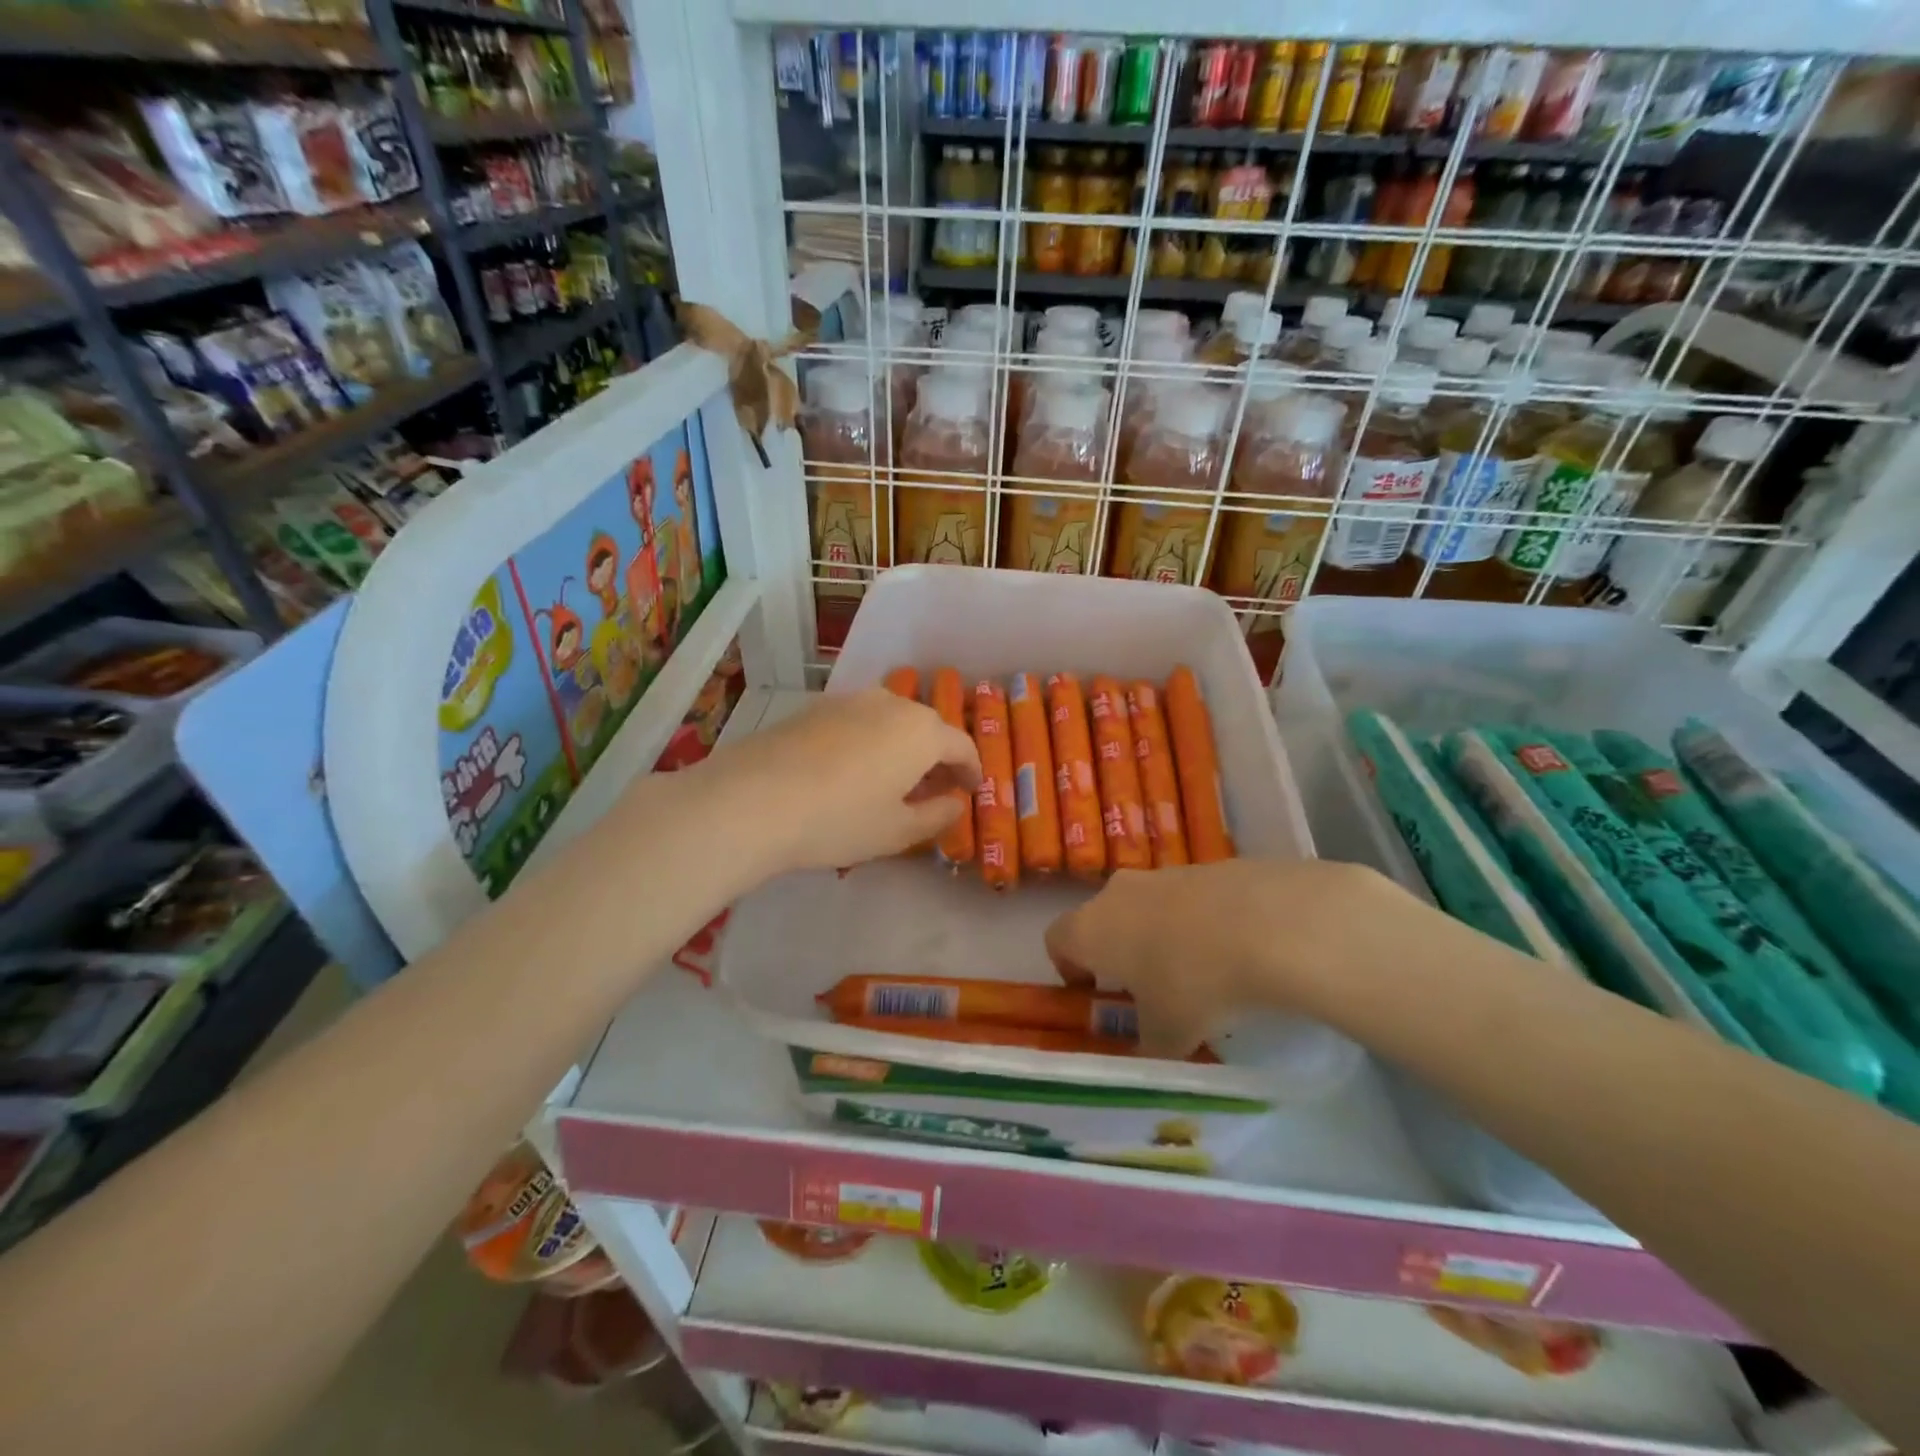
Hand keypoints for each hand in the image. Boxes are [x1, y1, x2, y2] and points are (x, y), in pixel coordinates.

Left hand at [699, 688, 979, 875]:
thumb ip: (937, 815)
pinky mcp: (814, 708)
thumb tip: (956, 802)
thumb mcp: (897, 831)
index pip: (961, 745)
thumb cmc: (839, 820)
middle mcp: (890, 704)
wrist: (752, 800)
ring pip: (890, 721)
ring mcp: (849, 701)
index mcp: (921, 732)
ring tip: (892, 780)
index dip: (971, 770)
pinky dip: (869, 741)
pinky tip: (851, 770)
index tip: (971, 790)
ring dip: (901, 746)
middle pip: (926, 727)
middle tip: (934, 789)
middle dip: (936, 757)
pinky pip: (858, 722)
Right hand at [1044, 859, 1412, 1056]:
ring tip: (1197, 972)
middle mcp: (1118, 892)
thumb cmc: (1194, 983)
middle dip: (1118, 951)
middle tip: (1146, 988)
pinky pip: (1188, 898)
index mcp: (1091, 929)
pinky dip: (1198, 921)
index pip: (1056, 939)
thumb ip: (1146, 1050)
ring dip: (1159, 934)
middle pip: (1102, 918)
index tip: (1093, 993)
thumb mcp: (1167, 1036)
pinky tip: (1233, 950)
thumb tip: (1145, 1058)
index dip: (1068, 967)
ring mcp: (1163, 873)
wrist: (1268, 923)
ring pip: (1147, 905)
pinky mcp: (1207, 866)